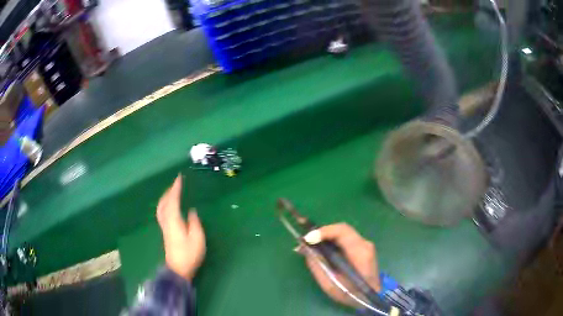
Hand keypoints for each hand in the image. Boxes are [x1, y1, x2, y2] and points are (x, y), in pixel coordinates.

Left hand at [156, 175, 205, 280]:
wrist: (178, 269)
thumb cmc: (189, 254)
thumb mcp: (197, 239)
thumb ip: (194, 223)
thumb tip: (191, 211)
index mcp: (174, 221)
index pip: (173, 200)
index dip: (176, 188)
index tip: (179, 178)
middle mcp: (166, 221)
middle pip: (164, 202)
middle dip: (169, 191)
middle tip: (177, 183)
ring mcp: (164, 227)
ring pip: (161, 207)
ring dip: (165, 197)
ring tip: (172, 192)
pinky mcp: (165, 231)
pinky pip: (162, 212)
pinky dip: (165, 204)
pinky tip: (169, 206)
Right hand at [299, 223, 380, 307]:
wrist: (370, 298)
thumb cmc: (351, 294)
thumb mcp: (330, 284)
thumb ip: (317, 265)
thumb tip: (304, 248)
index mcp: (360, 252)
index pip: (342, 231)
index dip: (323, 231)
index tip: (307, 239)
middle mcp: (364, 244)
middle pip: (341, 229)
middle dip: (322, 233)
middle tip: (305, 241)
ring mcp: (365, 245)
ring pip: (342, 233)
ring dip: (326, 237)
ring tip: (310, 245)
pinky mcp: (362, 248)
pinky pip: (344, 239)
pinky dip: (331, 242)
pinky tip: (322, 250)